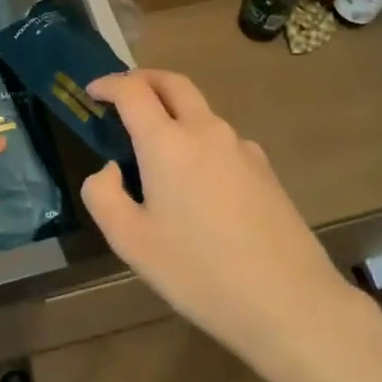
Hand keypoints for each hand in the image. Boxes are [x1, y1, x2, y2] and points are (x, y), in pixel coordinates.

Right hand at [81, 69, 365, 364]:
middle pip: (173, 83)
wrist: (289, 302)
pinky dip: (199, 139)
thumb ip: (103, 195)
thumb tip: (110, 169)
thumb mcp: (131, 241)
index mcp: (167, 142)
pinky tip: (197, 181)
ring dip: (173, 110)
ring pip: (201, 111)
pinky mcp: (265, 170)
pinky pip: (223, 140)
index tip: (92, 91)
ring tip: (156, 145)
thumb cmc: (199, 271)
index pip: (133, 91)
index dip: (108, 84)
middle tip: (123, 92)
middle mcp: (206, 131)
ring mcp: (242, 148)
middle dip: (144, 79)